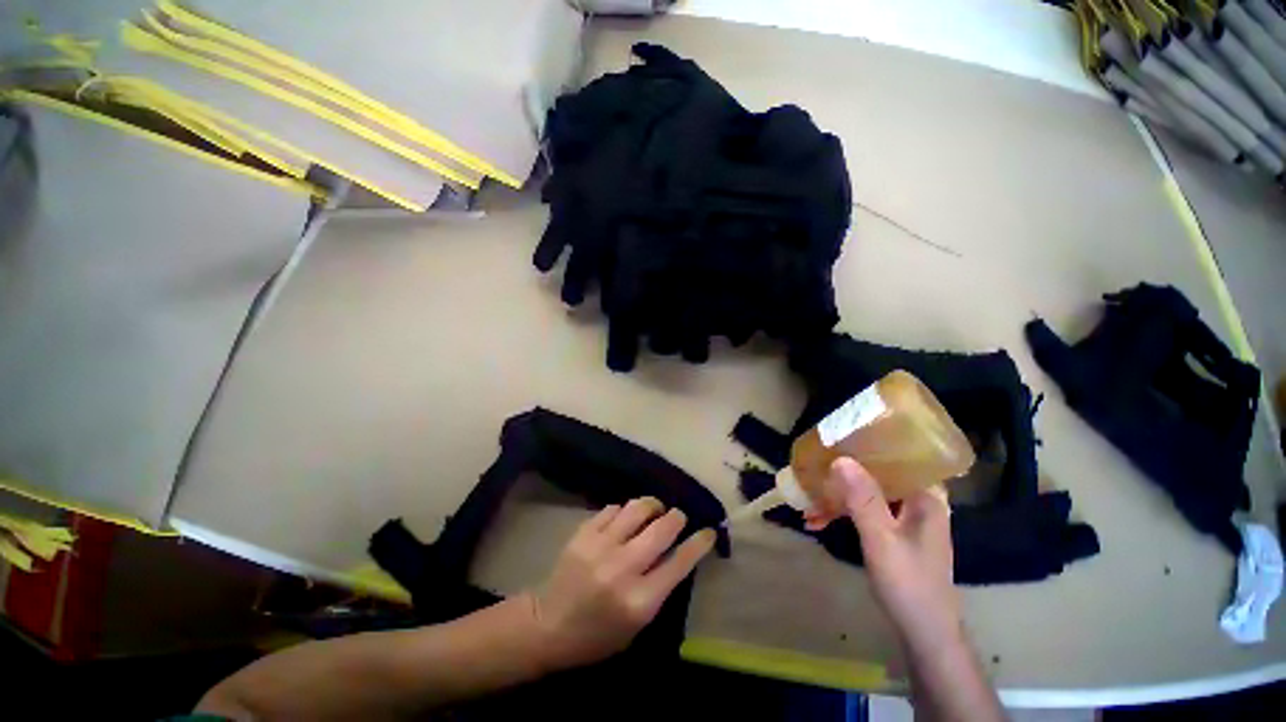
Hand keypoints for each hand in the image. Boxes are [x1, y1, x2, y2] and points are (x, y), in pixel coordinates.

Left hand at [526, 497, 715, 668]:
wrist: (548, 626)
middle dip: (677, 517)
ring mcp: (600, 546)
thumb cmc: (598, 635)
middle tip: (679, 517)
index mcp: (639, 601)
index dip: (699, 543)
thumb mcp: (638, 624)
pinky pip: (614, 508)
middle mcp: (622, 568)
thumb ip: (660, 588)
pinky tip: (625, 519)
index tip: (708, 531)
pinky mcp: (583, 533)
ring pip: (638, 508)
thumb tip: (678, 551)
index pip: (680, 563)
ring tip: (655, 510)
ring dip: (653, 505)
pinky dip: (625, 511)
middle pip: (662, 528)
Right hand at [825, 458, 961, 653]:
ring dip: (837, 495)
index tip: (839, 437)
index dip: (870, 443)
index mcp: (925, 496)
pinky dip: (842, 512)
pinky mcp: (892, 530)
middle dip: (843, 472)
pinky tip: (817, 520)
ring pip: (867, 492)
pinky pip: (864, 510)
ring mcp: (904, 516)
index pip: (900, 456)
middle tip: (813, 468)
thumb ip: (863, 499)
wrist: (924, 632)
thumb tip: (840, 458)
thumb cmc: (909, 583)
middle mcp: (917, 500)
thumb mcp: (881, 539)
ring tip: (807, 500)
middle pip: (877, 473)